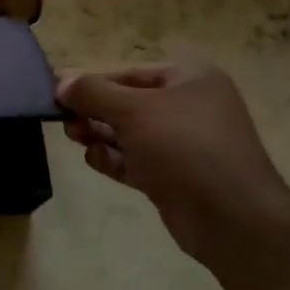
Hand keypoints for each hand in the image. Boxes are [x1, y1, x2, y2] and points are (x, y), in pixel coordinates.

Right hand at [56, 61, 289, 263]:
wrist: (232, 217)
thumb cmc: (184, 146)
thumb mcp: (133, 110)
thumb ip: (92, 93)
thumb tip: (61, 82)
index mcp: (190, 79)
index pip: (129, 72)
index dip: (92, 80)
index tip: (57, 90)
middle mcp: (188, 107)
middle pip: (127, 102)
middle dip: (93, 110)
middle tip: (64, 119)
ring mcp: (182, 144)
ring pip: (128, 132)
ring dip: (98, 133)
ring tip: (75, 138)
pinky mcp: (173, 177)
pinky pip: (134, 160)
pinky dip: (113, 158)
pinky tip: (95, 159)